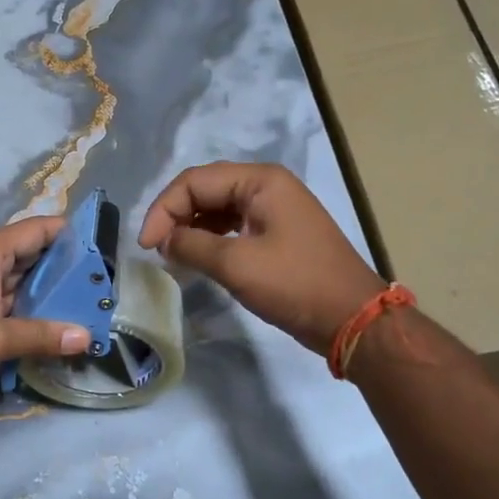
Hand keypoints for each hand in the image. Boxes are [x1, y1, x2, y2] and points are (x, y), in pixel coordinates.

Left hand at [0, 216, 90, 407]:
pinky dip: (31, 315)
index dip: (69, 232)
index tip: (104, 244)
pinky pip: (9, 307)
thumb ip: (40, 335)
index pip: (37, 230)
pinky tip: (56, 329)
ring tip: (90, 306)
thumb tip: (86, 336)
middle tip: (104, 283)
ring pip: (22, 285)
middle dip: (66, 269)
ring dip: (50, 295)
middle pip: (32, 257)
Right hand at [138, 162, 380, 355]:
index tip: (146, 245)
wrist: (352, 318)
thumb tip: (163, 241)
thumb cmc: (295, 284)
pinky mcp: (277, 231)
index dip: (163, 209)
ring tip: (172, 254)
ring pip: (217, 207)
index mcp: (260, 181)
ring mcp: (274, 208)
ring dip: (190, 227)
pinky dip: (210, 238)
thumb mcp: (237, 265)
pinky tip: (197, 257)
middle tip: (156, 248)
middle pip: (205, 189)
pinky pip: (232, 224)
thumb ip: (191, 246)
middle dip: (175, 215)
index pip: (194, 181)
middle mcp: (267, 185)